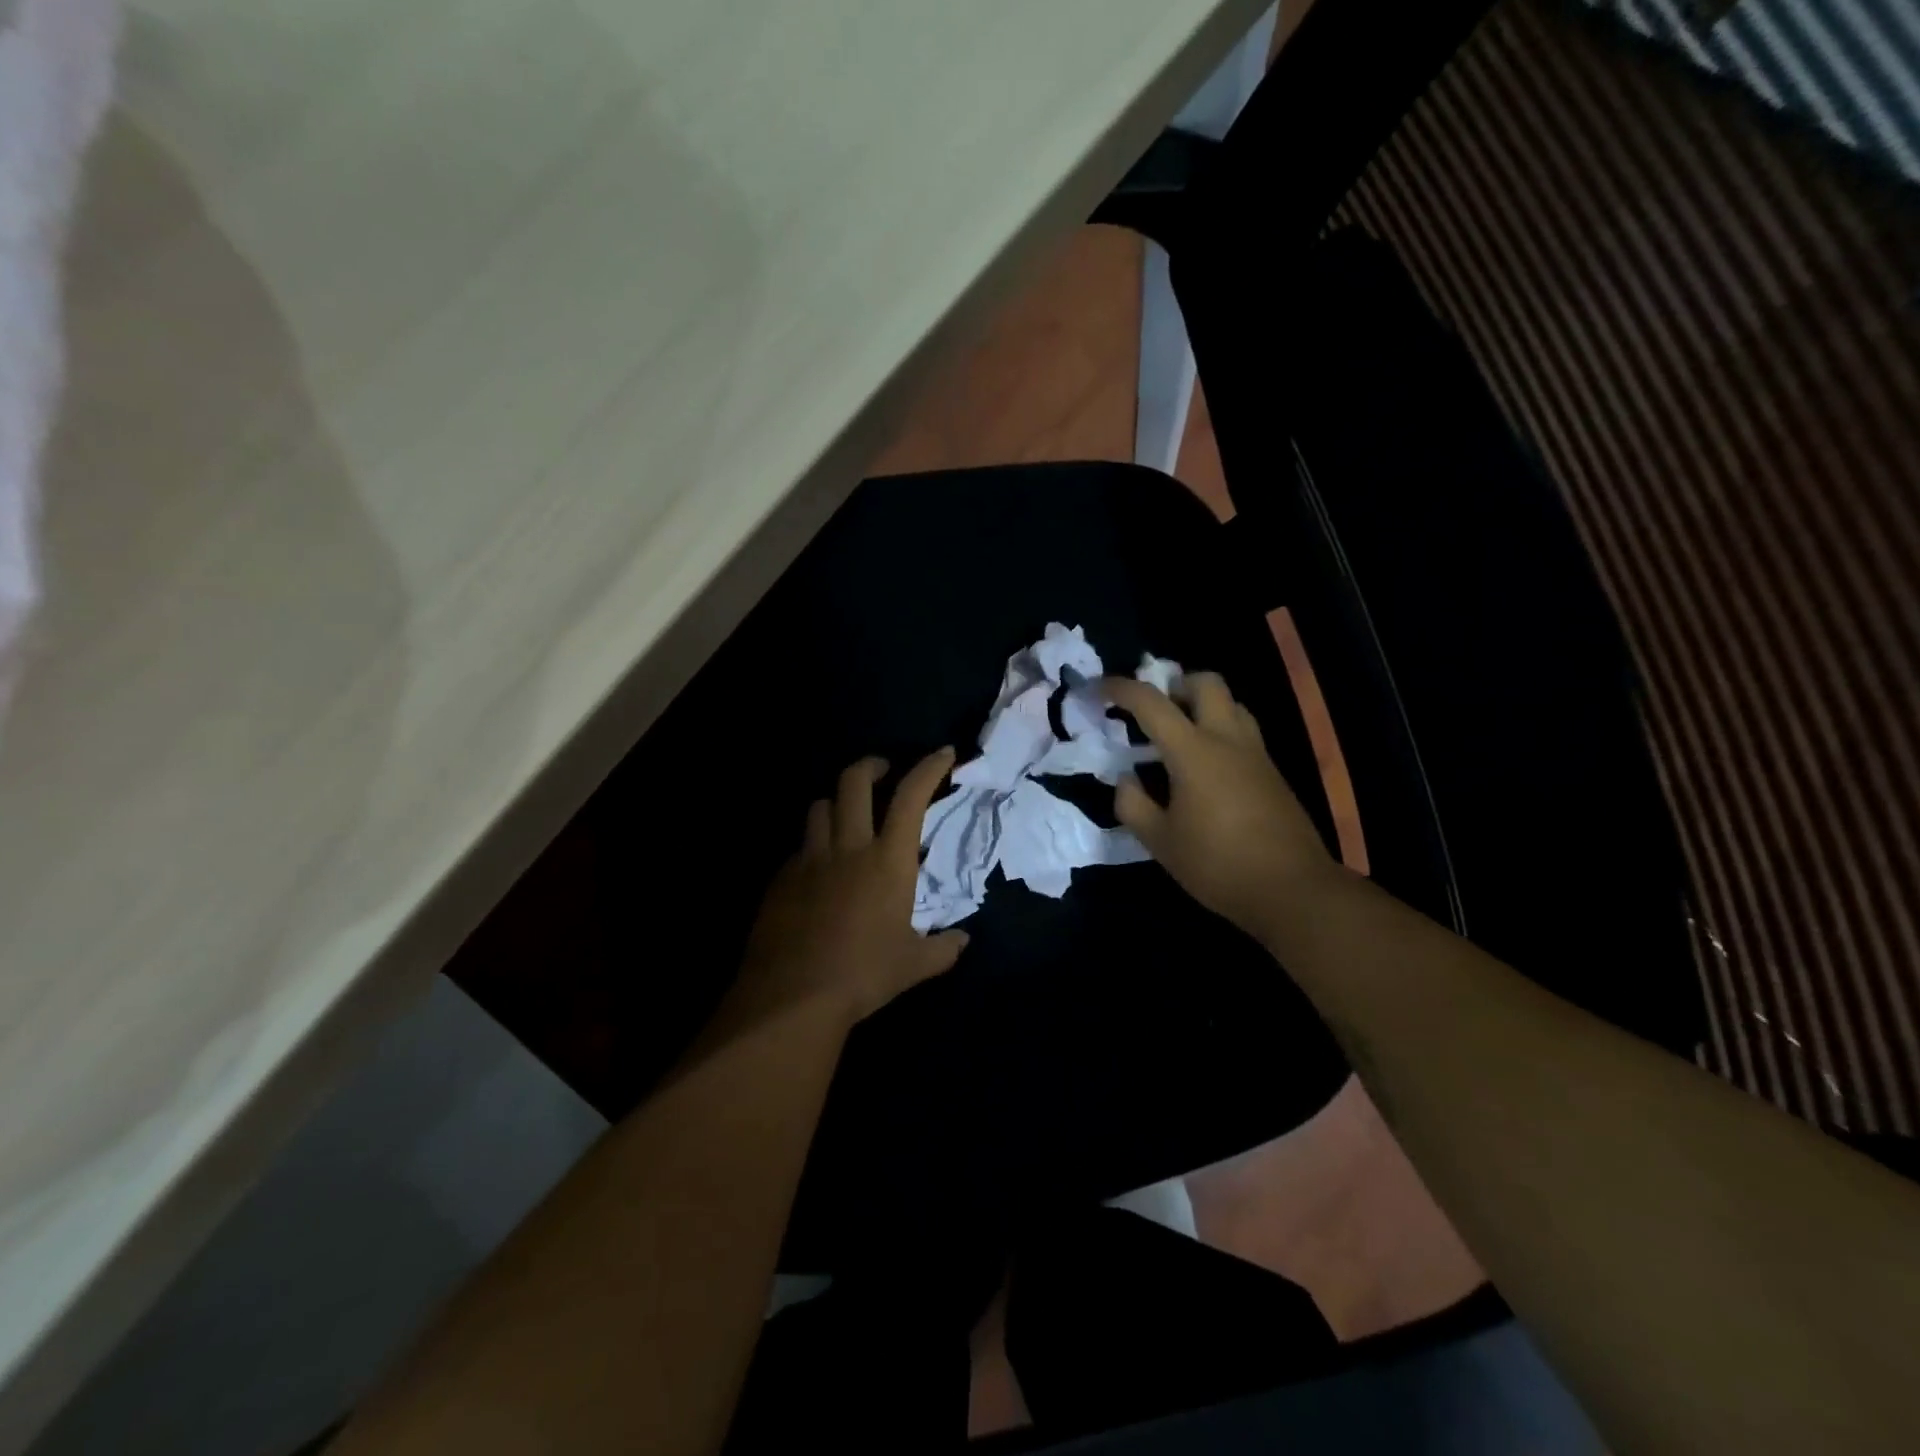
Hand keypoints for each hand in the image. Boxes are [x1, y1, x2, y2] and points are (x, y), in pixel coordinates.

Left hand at [733, 749, 968, 1027]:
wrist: (792, 996)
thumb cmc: (863, 975)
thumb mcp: (914, 966)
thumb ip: (943, 949)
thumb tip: (962, 940)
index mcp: (888, 860)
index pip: (911, 797)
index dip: (928, 768)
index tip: (943, 754)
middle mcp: (848, 847)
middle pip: (853, 782)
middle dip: (870, 766)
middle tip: (881, 770)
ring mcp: (810, 859)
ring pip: (820, 807)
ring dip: (836, 803)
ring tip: (846, 817)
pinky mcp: (781, 878)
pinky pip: (800, 846)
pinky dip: (814, 846)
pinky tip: (818, 870)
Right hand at [1102, 672, 1338, 940]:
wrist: (1292, 890)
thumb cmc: (1217, 865)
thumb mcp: (1159, 841)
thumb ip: (1133, 804)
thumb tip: (1126, 779)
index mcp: (1193, 752)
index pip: (1151, 703)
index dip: (1119, 689)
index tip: (1096, 689)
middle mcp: (1227, 740)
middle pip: (1206, 683)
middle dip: (1175, 683)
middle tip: (1154, 709)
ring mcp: (1256, 754)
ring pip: (1232, 703)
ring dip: (1202, 704)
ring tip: (1180, 734)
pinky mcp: (1272, 772)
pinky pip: (1244, 731)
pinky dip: (1220, 730)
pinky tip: (1206, 766)